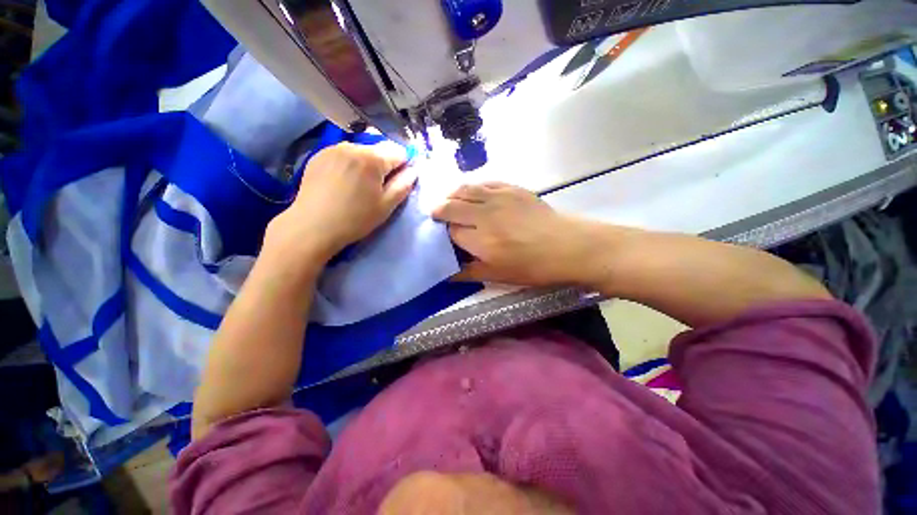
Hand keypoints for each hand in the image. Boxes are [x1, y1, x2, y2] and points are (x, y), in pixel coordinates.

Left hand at [266, 142, 416, 264]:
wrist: (312, 227)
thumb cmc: (355, 219)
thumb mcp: (386, 206)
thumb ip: (404, 185)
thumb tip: (413, 171)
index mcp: (372, 158)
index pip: (398, 152)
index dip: (403, 166)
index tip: (398, 182)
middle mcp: (352, 146)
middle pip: (378, 149)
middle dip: (383, 165)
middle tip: (377, 187)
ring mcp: (332, 148)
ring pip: (361, 151)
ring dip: (366, 163)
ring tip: (358, 185)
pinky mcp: (318, 155)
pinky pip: (343, 154)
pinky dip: (349, 164)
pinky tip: (342, 182)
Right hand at [432, 182, 605, 285]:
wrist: (567, 246)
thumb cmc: (533, 266)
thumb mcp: (499, 276)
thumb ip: (469, 273)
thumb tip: (446, 274)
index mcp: (481, 240)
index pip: (450, 231)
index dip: (443, 233)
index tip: (441, 236)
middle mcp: (485, 214)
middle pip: (451, 206)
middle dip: (439, 210)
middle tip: (436, 215)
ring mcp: (499, 197)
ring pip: (464, 189)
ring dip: (451, 194)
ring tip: (448, 200)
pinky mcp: (512, 188)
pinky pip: (484, 182)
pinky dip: (472, 186)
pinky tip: (472, 192)